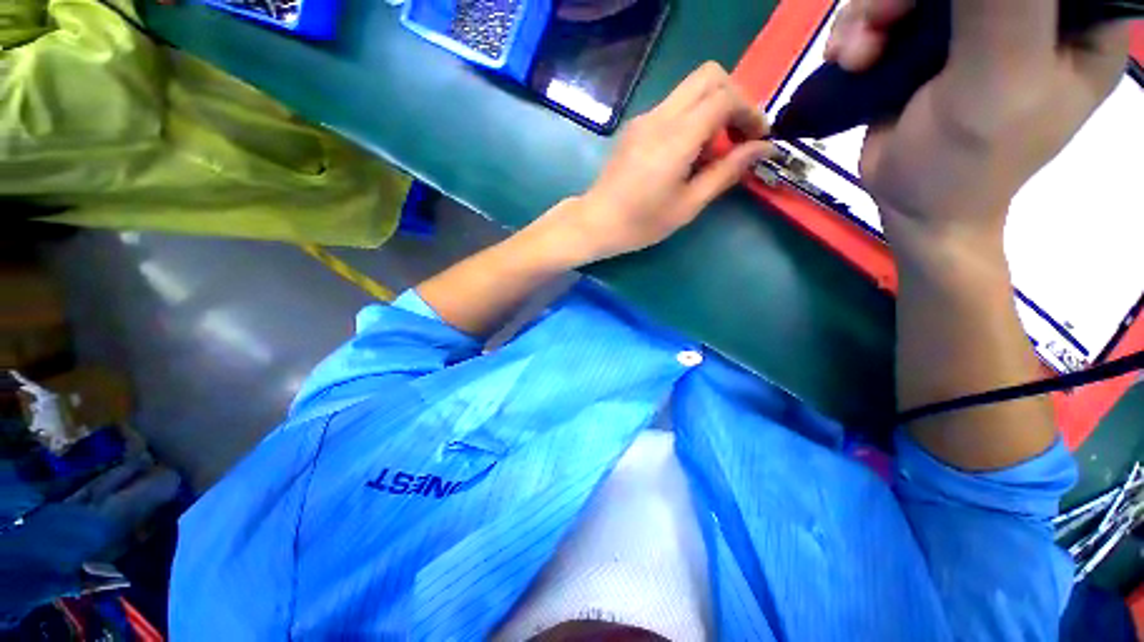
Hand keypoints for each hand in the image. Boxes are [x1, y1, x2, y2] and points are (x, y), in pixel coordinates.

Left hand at [543, 63, 770, 264]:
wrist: (596, 223)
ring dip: (712, 109)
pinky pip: (672, 107)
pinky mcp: (635, 127)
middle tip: (738, 134)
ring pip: (690, 89)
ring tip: (713, 151)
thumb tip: (762, 148)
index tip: (757, 138)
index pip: (725, 97)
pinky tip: (688, 153)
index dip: (750, 111)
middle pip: (709, 76)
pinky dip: (692, 118)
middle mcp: (659, 117)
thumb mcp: (688, 205)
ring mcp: (643, 118)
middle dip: (734, 98)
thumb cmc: (641, 222)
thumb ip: (726, 172)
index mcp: (675, 138)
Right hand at [828, 0, 1129, 247]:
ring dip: (872, 13)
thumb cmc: (968, 162)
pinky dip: (860, 28)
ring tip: (854, 57)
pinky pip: (892, 9)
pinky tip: (846, 58)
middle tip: (877, 27)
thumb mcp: (999, 83)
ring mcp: (978, 21)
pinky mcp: (932, 38)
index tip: (940, 10)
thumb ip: (1003, 9)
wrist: (913, 205)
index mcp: (1078, 19)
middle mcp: (1033, 11)